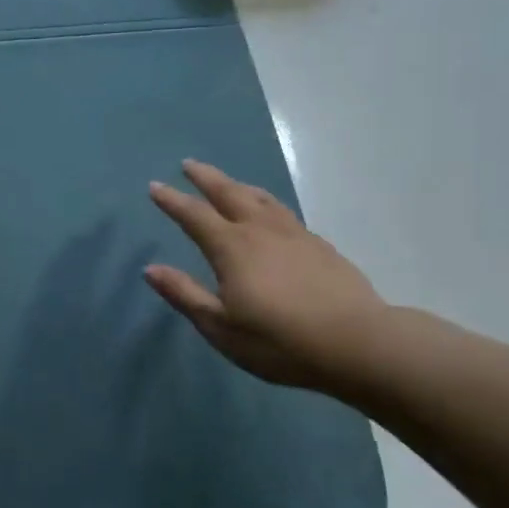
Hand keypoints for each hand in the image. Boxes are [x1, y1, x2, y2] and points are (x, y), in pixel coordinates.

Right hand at [145, 160, 387, 393]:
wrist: (357, 343)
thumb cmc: (280, 341)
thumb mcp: (221, 327)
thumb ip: (185, 294)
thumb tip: (151, 269)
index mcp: (232, 247)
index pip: (194, 215)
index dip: (172, 200)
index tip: (155, 186)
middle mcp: (260, 230)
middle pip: (228, 193)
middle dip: (205, 178)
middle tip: (189, 164)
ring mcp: (294, 234)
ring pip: (260, 198)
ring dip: (237, 185)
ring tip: (227, 181)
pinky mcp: (319, 245)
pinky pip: (283, 211)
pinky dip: (265, 201)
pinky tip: (269, 211)